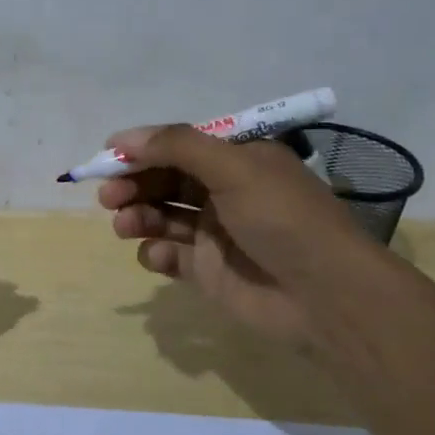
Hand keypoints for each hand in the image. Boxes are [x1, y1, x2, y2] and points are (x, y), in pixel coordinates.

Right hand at [97, 125, 375, 344]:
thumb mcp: (234, 168)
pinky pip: (170, 254)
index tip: (107, 157)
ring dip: (138, 216)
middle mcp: (224, 192)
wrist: (326, 296)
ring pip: (161, 216)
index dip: (143, 150)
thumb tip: (122, 137)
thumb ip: (177, 147)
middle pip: (164, 180)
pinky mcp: (208, 271)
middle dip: (134, 185)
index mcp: (237, 160)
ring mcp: (215, 233)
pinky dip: (157, 252)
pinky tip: (158, 255)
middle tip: (110, 197)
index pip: (178, 146)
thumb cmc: (283, 219)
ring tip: (124, 225)